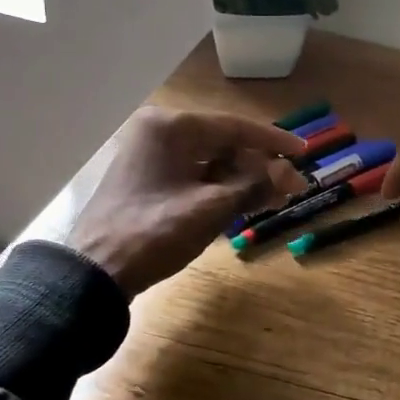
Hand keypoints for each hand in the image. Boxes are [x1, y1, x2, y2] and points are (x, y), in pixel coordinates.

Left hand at [68, 108, 307, 296]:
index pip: (234, 127)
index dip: (273, 141)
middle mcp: (159, 132)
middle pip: (223, 143)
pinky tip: (243, 203)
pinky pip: (193, 175)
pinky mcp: (147, 178)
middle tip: (290, 186)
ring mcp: (150, 155)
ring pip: (209, 161)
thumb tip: (293, 176)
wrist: (95, 272)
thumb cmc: (154, 232)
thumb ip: (255, 186)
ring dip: (241, 179)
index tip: (304, 152)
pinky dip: (218, 188)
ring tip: (272, 198)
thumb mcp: (211, 209)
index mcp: (171, 127)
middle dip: (258, 166)